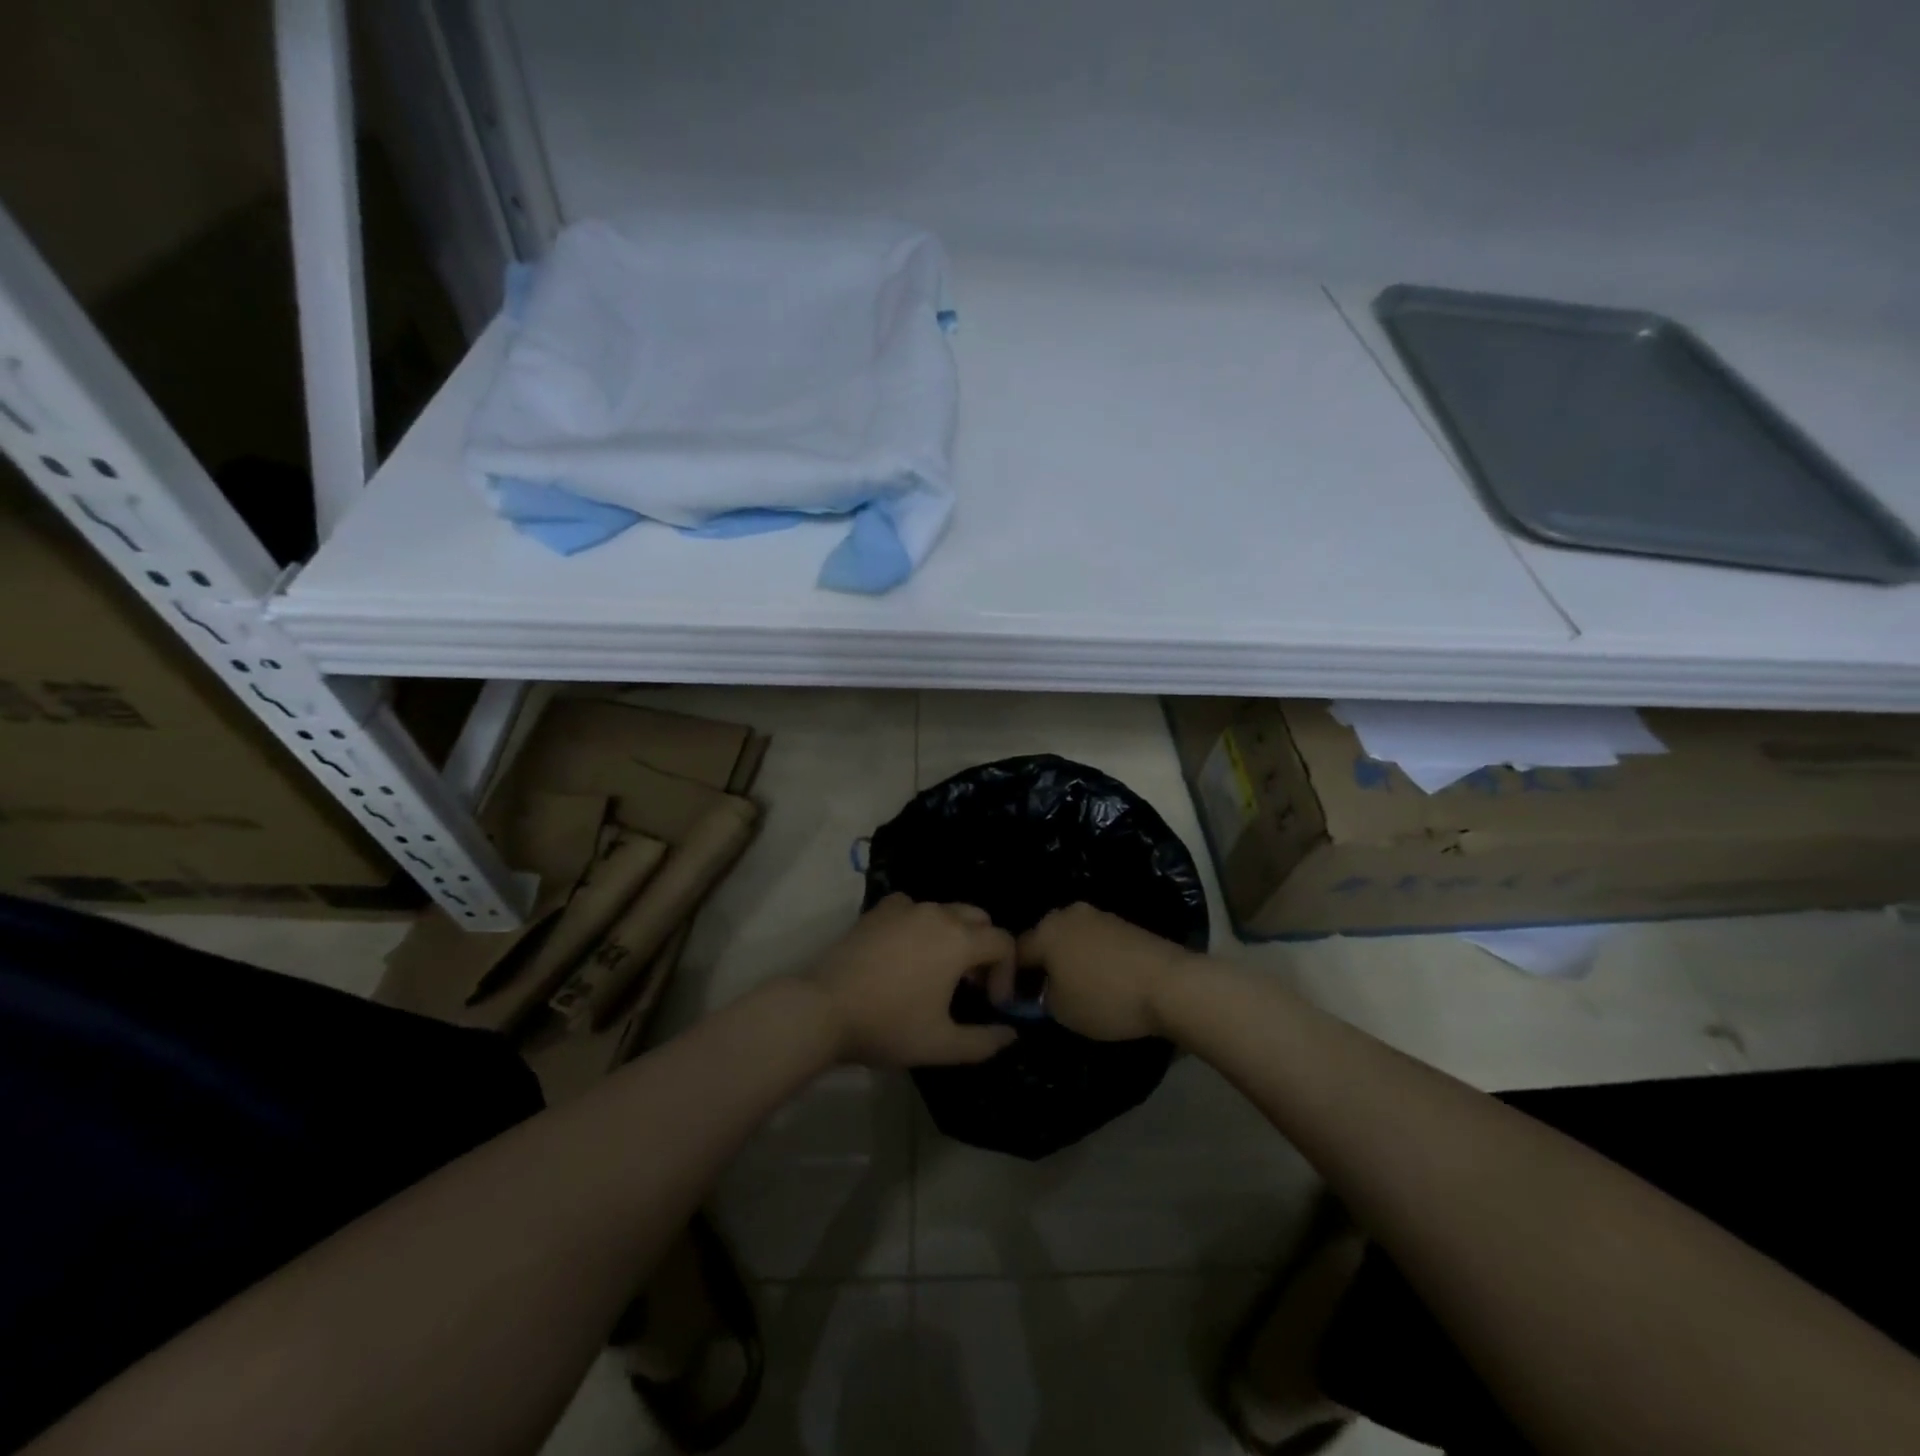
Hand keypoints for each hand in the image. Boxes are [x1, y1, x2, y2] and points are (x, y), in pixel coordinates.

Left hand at [806, 894, 1018, 1067]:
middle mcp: (938, 913)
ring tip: (940, 970)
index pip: (1003, 942)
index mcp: (960, 940)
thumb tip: (1011, 1035)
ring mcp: (906, 907)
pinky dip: (921, 924)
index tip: (993, 1003)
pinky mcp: (879, 910)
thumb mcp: (942, 1045)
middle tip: (971, 985)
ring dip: (955, 935)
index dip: (1007, 972)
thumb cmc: (889, 1025)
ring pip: (946, 911)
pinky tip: (907, 950)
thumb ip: (984, 1041)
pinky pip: (913, 908)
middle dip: (985, 949)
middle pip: (979, 919)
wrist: (824, 1008)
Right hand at [1002, 903, 1195, 1040]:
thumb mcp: (1060, 1010)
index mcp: (1045, 930)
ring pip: (1070, 939)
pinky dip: (1090, 958)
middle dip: (1039, 965)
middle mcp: (1068, 914)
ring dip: (1066, 960)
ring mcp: (1099, 916)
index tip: (1012, 1004)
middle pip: (1042, 940)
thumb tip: (1039, 991)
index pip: (1014, 953)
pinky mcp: (1124, 924)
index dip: (1008, 980)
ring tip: (1072, 989)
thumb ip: (1038, 998)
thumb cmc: (1106, 998)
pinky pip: (1094, 941)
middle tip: (1041, 995)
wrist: (1170, 984)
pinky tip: (1099, 980)